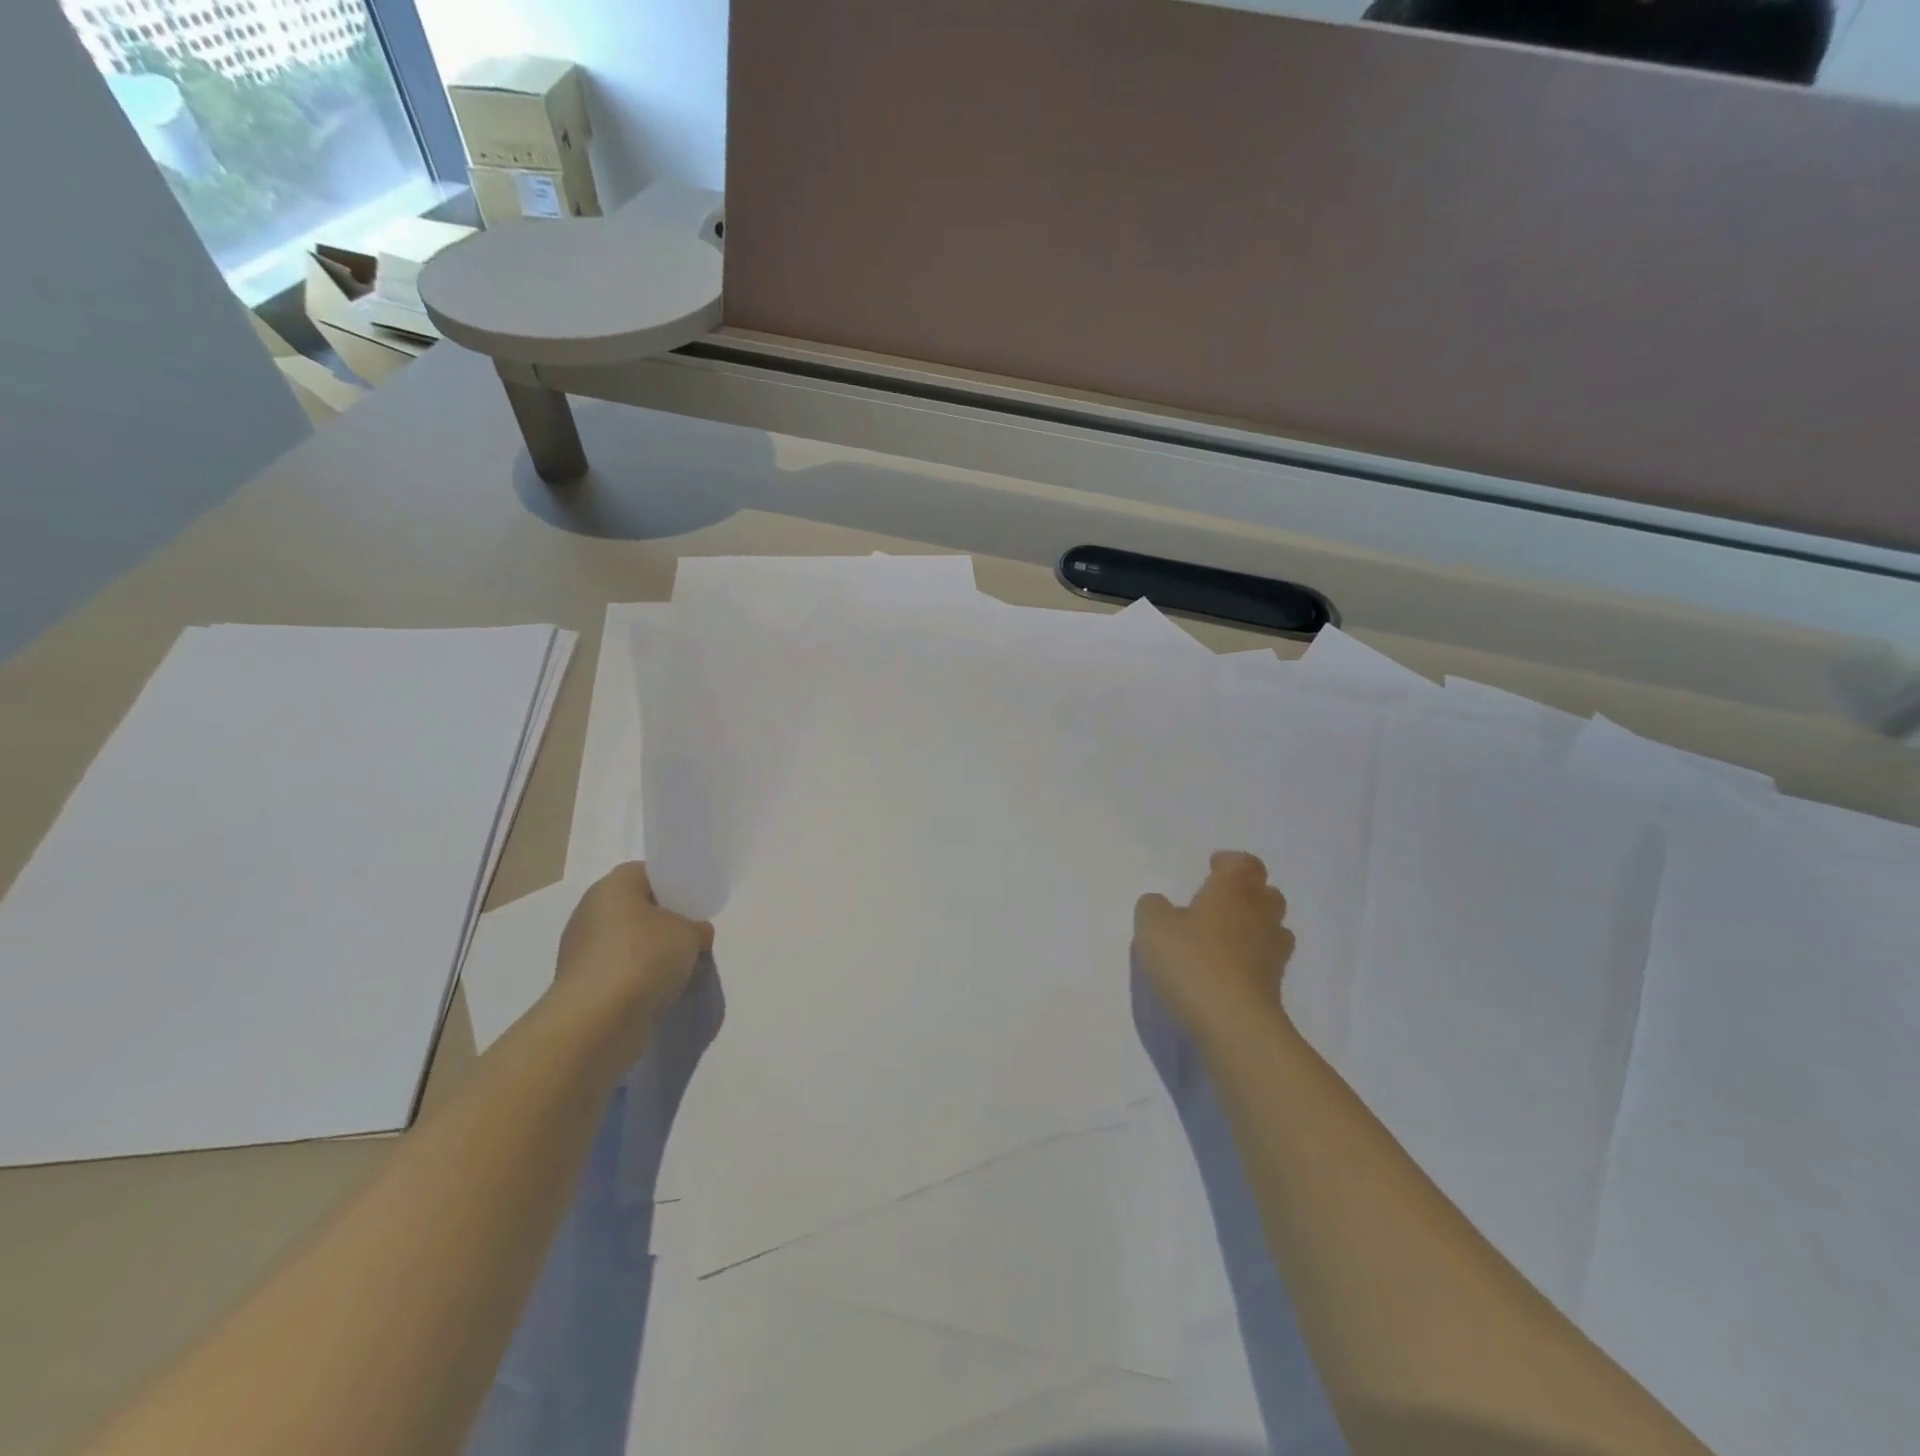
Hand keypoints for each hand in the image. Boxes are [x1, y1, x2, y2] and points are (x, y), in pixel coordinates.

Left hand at [552, 862, 713, 1045]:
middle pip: (636, 909)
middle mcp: (590, 912)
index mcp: (612, 886)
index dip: (673, 885)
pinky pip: (618, 972)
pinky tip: (659, 992)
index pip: (647, 873)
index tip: (694, 904)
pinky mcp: (580, 986)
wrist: (597, 1021)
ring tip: (680, 969)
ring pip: (628, 943)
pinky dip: (637, 980)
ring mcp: (580, 951)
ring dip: (651, 954)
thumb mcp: (690, 934)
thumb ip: (697, 929)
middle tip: (692, 937)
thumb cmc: (644, 958)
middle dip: (664, 923)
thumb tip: (695, 934)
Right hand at [1134, 851, 1295, 1047]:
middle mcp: (1260, 915)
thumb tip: (1160, 904)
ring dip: (1253, 927)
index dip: (1230, 862)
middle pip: (1267, 894)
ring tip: (1223, 937)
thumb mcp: (1153, 926)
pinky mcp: (1275, 987)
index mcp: (1234, 890)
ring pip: (1272, 928)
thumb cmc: (1192, 961)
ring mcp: (1273, 953)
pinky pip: (1265, 962)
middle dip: (1246, 893)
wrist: (1233, 1024)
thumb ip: (1153, 907)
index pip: (1245, 863)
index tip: (1212, 867)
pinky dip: (1250, 960)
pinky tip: (1225, 971)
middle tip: (1218, 902)